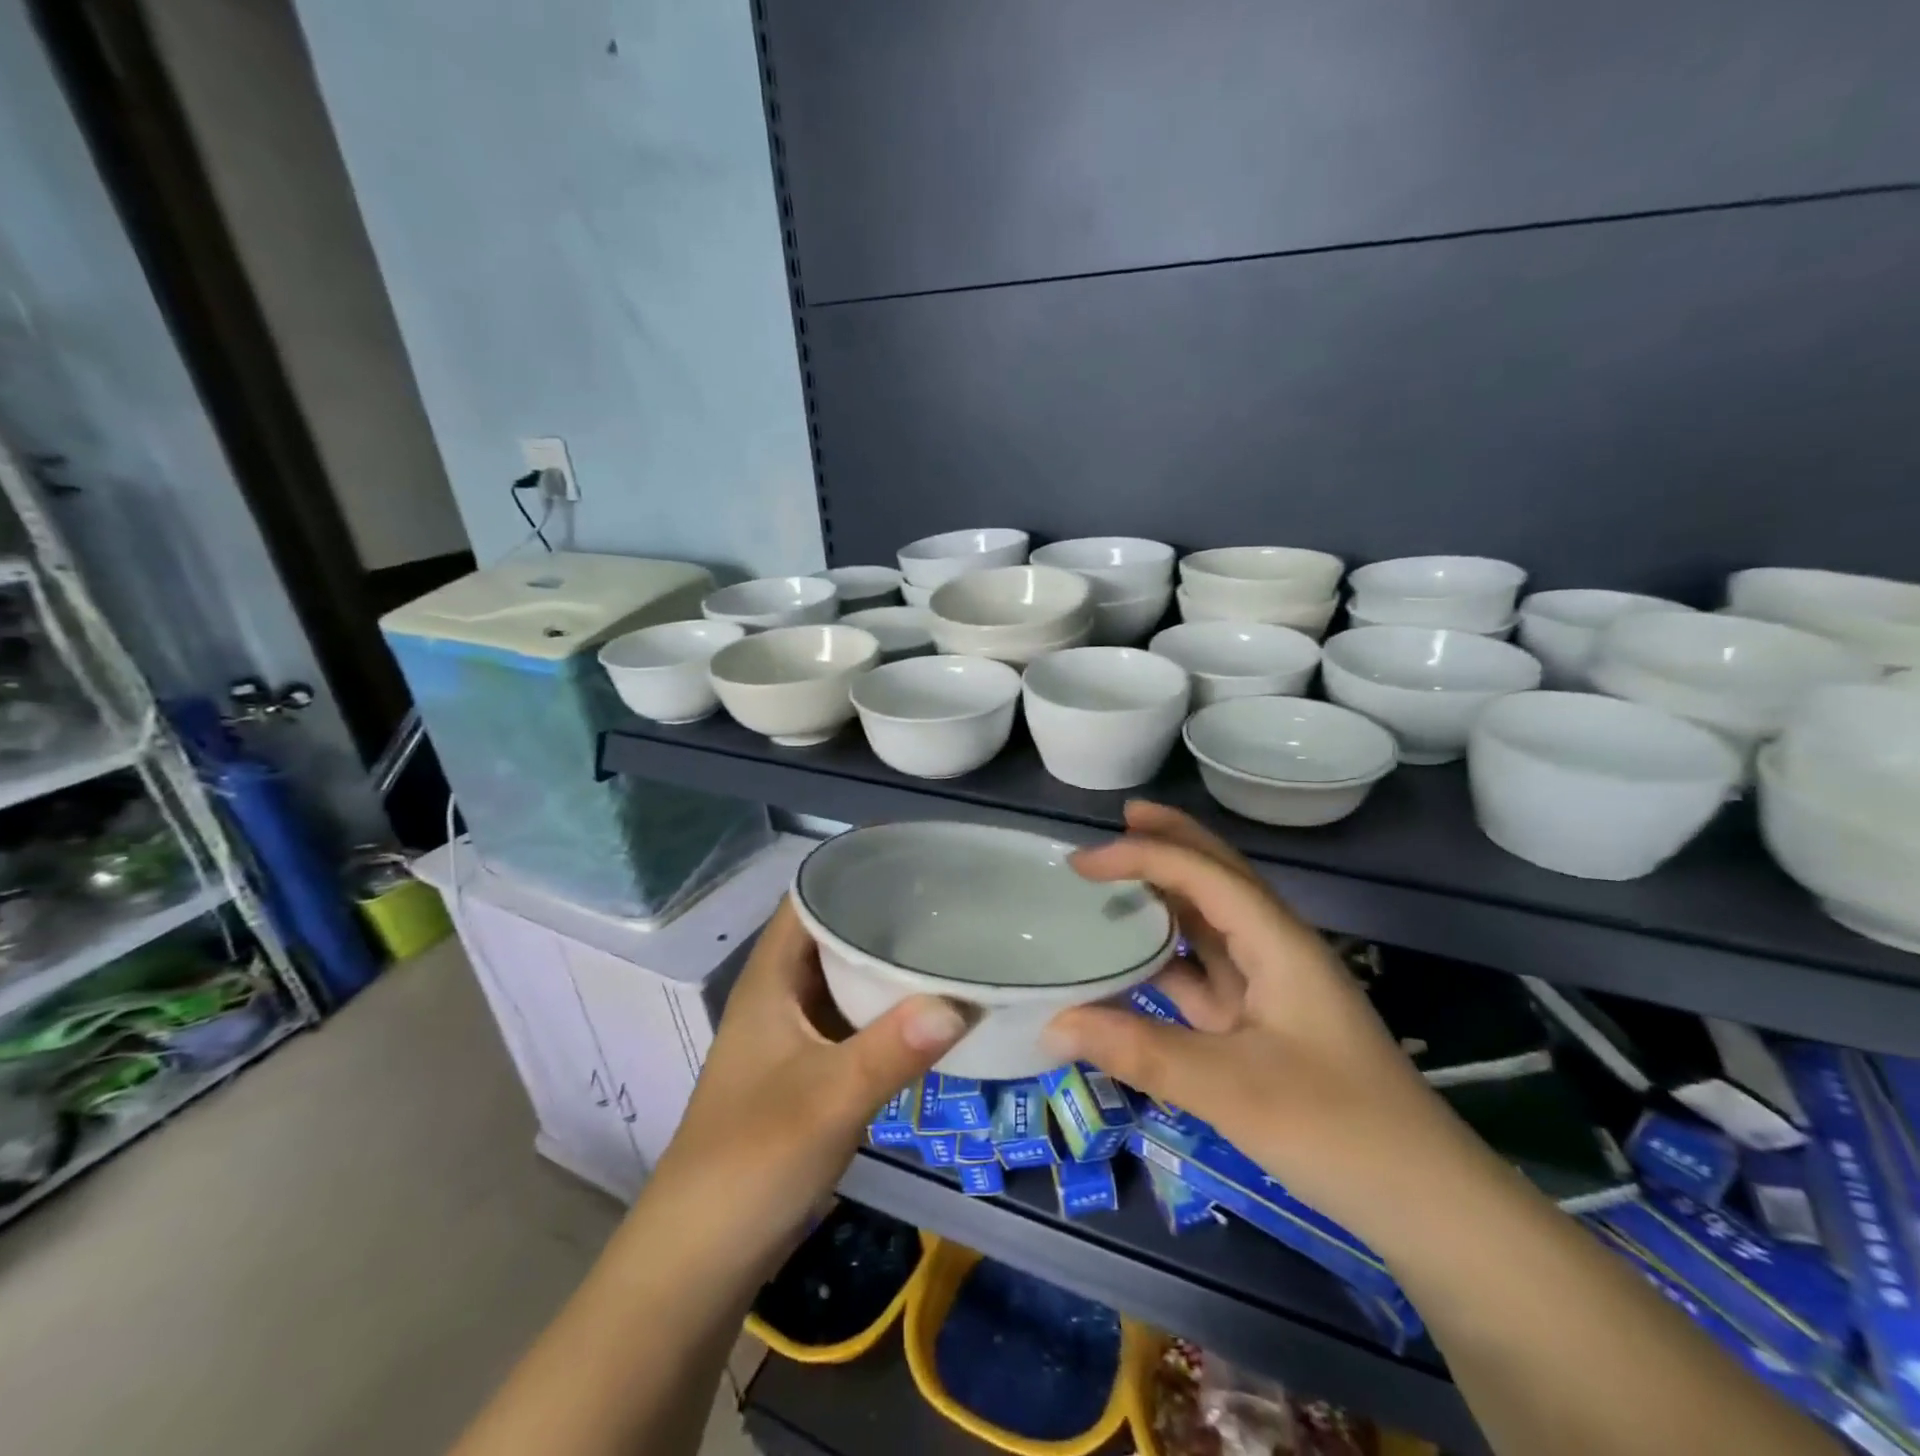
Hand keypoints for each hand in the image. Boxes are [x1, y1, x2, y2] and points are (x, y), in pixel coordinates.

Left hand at [646, 896, 964, 1279]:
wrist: (700, 1259)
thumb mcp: (828, 1100)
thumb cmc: (753, 1160)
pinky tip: (928, 1011)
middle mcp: (779, 997)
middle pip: (831, 936)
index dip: (850, 873)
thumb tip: (961, 1002)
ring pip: (844, 981)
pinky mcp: (807, 1074)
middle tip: (947, 902)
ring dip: (886, 966)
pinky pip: (852, 1022)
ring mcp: (793, 1037)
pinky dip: (886, 1011)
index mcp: (770, 980)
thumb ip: (893, 1049)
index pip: (808, 900)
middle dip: (883, 917)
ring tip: (947, 943)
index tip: (911, 861)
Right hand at [1042, 802, 1455, 1227]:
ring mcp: (1271, 987)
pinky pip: (1206, 972)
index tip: (1081, 862)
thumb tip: (1054, 1023)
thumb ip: (1139, 1051)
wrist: (1425, 1203)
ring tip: (1119, 876)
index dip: (1141, 856)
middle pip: (1218, 876)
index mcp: (1278, 942)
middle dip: (1171, 842)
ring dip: (1168, 894)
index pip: (1203, 874)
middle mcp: (1275, 949)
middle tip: (1121, 818)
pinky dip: (1168, 957)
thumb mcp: (1231, 1090)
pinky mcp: (1263, 1023)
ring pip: (1212, 922)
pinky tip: (1136, 960)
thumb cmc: (1337, 1128)